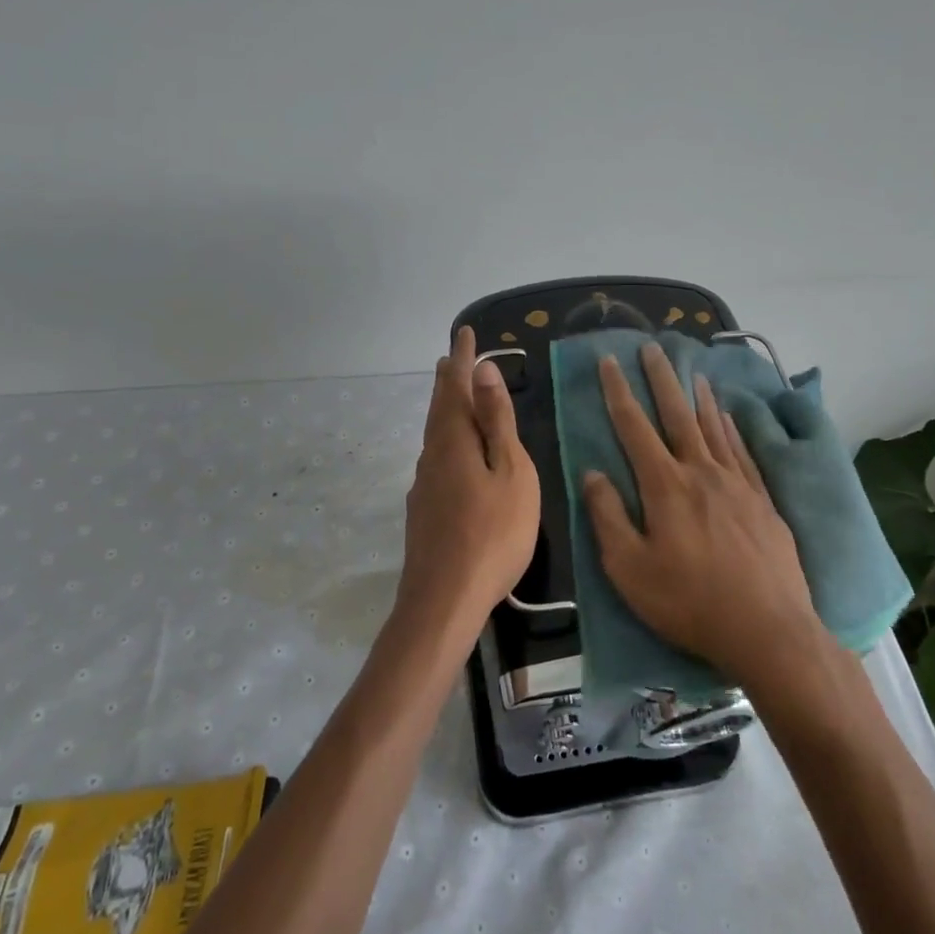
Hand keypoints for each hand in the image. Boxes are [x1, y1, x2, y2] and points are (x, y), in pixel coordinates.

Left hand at [398, 326, 539, 643]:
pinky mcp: (424, 511)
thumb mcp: (510, 472)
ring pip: (436, 435)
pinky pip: (437, 459)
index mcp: (454, 441)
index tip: (464, 332)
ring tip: (454, 397)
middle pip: (440, 409)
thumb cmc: (492, 534)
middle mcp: (432, 456)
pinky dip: (447, 441)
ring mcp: (424, 486)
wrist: (444, 601)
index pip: (456, 387)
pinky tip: (453, 455)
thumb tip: (482, 370)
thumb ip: (497, 422)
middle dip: (448, 380)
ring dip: (446, 410)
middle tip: (453, 357)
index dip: (463, 359)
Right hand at [581, 343, 820, 686]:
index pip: (634, 427)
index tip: (609, 362)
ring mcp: (737, 483)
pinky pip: (743, 450)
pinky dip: (731, 427)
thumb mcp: (629, 569)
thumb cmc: (689, 603)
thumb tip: (592, 473)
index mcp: (665, 486)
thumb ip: (608, 516)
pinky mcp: (763, 500)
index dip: (618, 392)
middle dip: (661, 378)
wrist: (768, 630)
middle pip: (677, 414)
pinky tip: (728, 416)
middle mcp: (701, 472)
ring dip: (698, 396)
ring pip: (713, 426)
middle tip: (652, 347)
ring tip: (691, 370)